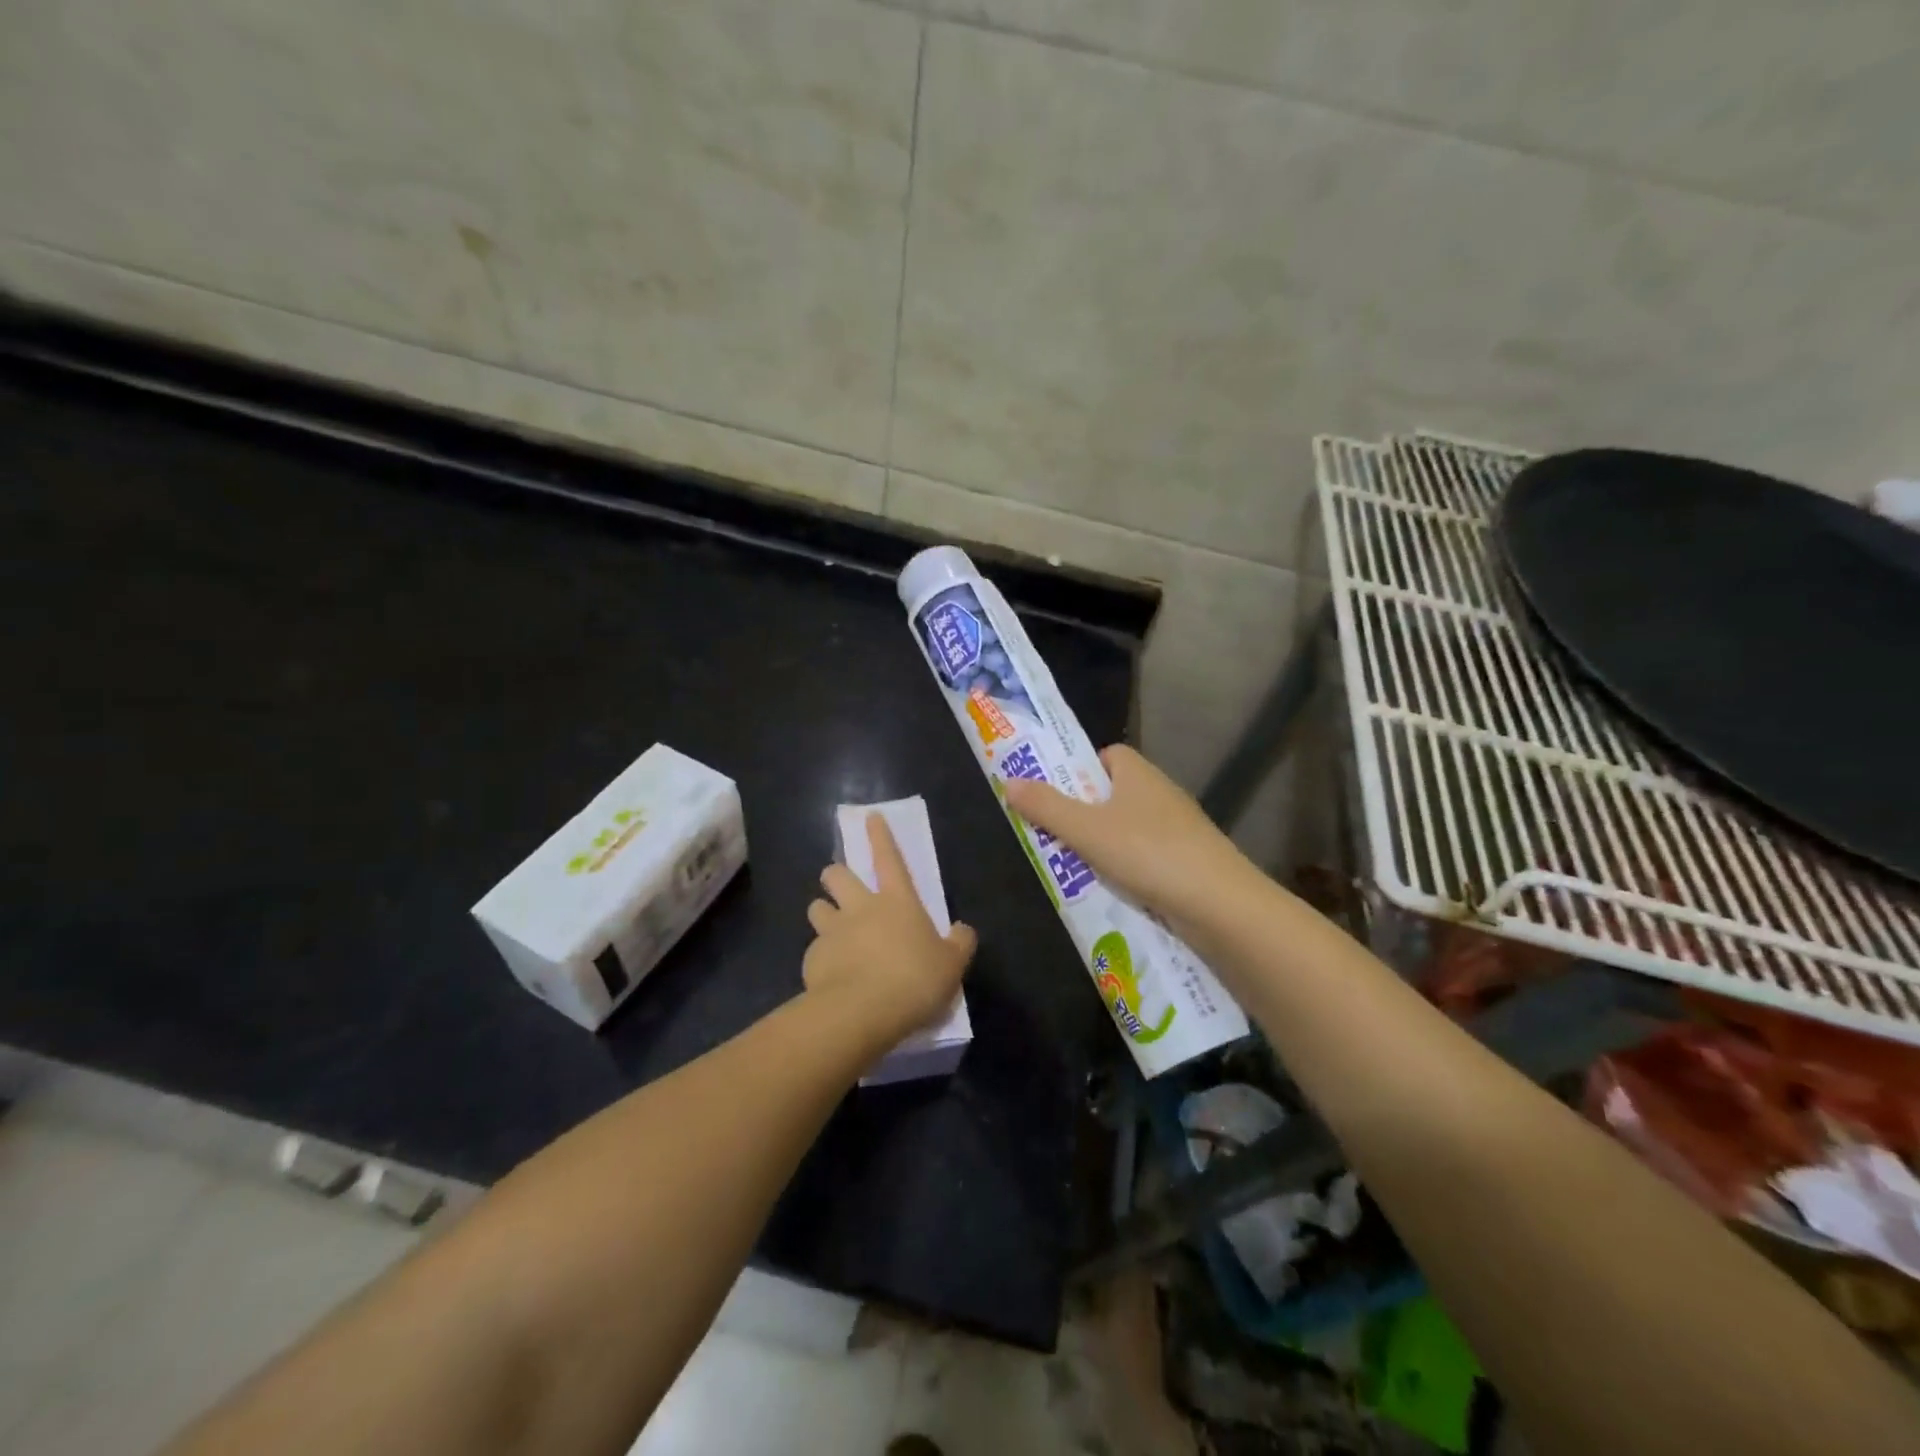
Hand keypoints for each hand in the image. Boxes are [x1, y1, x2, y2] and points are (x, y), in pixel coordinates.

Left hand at [804, 814, 976, 1045]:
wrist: (862, 1012)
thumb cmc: (914, 980)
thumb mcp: (952, 964)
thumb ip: (959, 943)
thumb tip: (962, 930)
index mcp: (897, 901)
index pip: (889, 858)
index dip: (880, 836)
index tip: (870, 816)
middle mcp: (860, 907)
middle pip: (838, 875)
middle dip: (835, 874)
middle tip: (838, 884)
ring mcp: (832, 931)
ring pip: (817, 908)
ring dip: (823, 913)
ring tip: (830, 929)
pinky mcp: (812, 959)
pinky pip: (813, 950)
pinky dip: (821, 957)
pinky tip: (831, 976)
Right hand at [1001, 744, 1254, 924]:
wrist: (1219, 904)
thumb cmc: (1147, 853)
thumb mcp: (1086, 830)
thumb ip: (1046, 807)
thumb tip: (1009, 782)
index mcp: (1138, 773)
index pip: (1106, 755)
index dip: (1079, 769)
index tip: (1055, 792)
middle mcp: (1160, 793)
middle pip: (1113, 794)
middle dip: (1084, 813)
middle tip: (1053, 834)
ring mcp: (1178, 829)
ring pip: (1129, 829)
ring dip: (1103, 846)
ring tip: (1073, 868)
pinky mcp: (1188, 861)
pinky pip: (1146, 858)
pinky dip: (1127, 870)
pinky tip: (1111, 891)